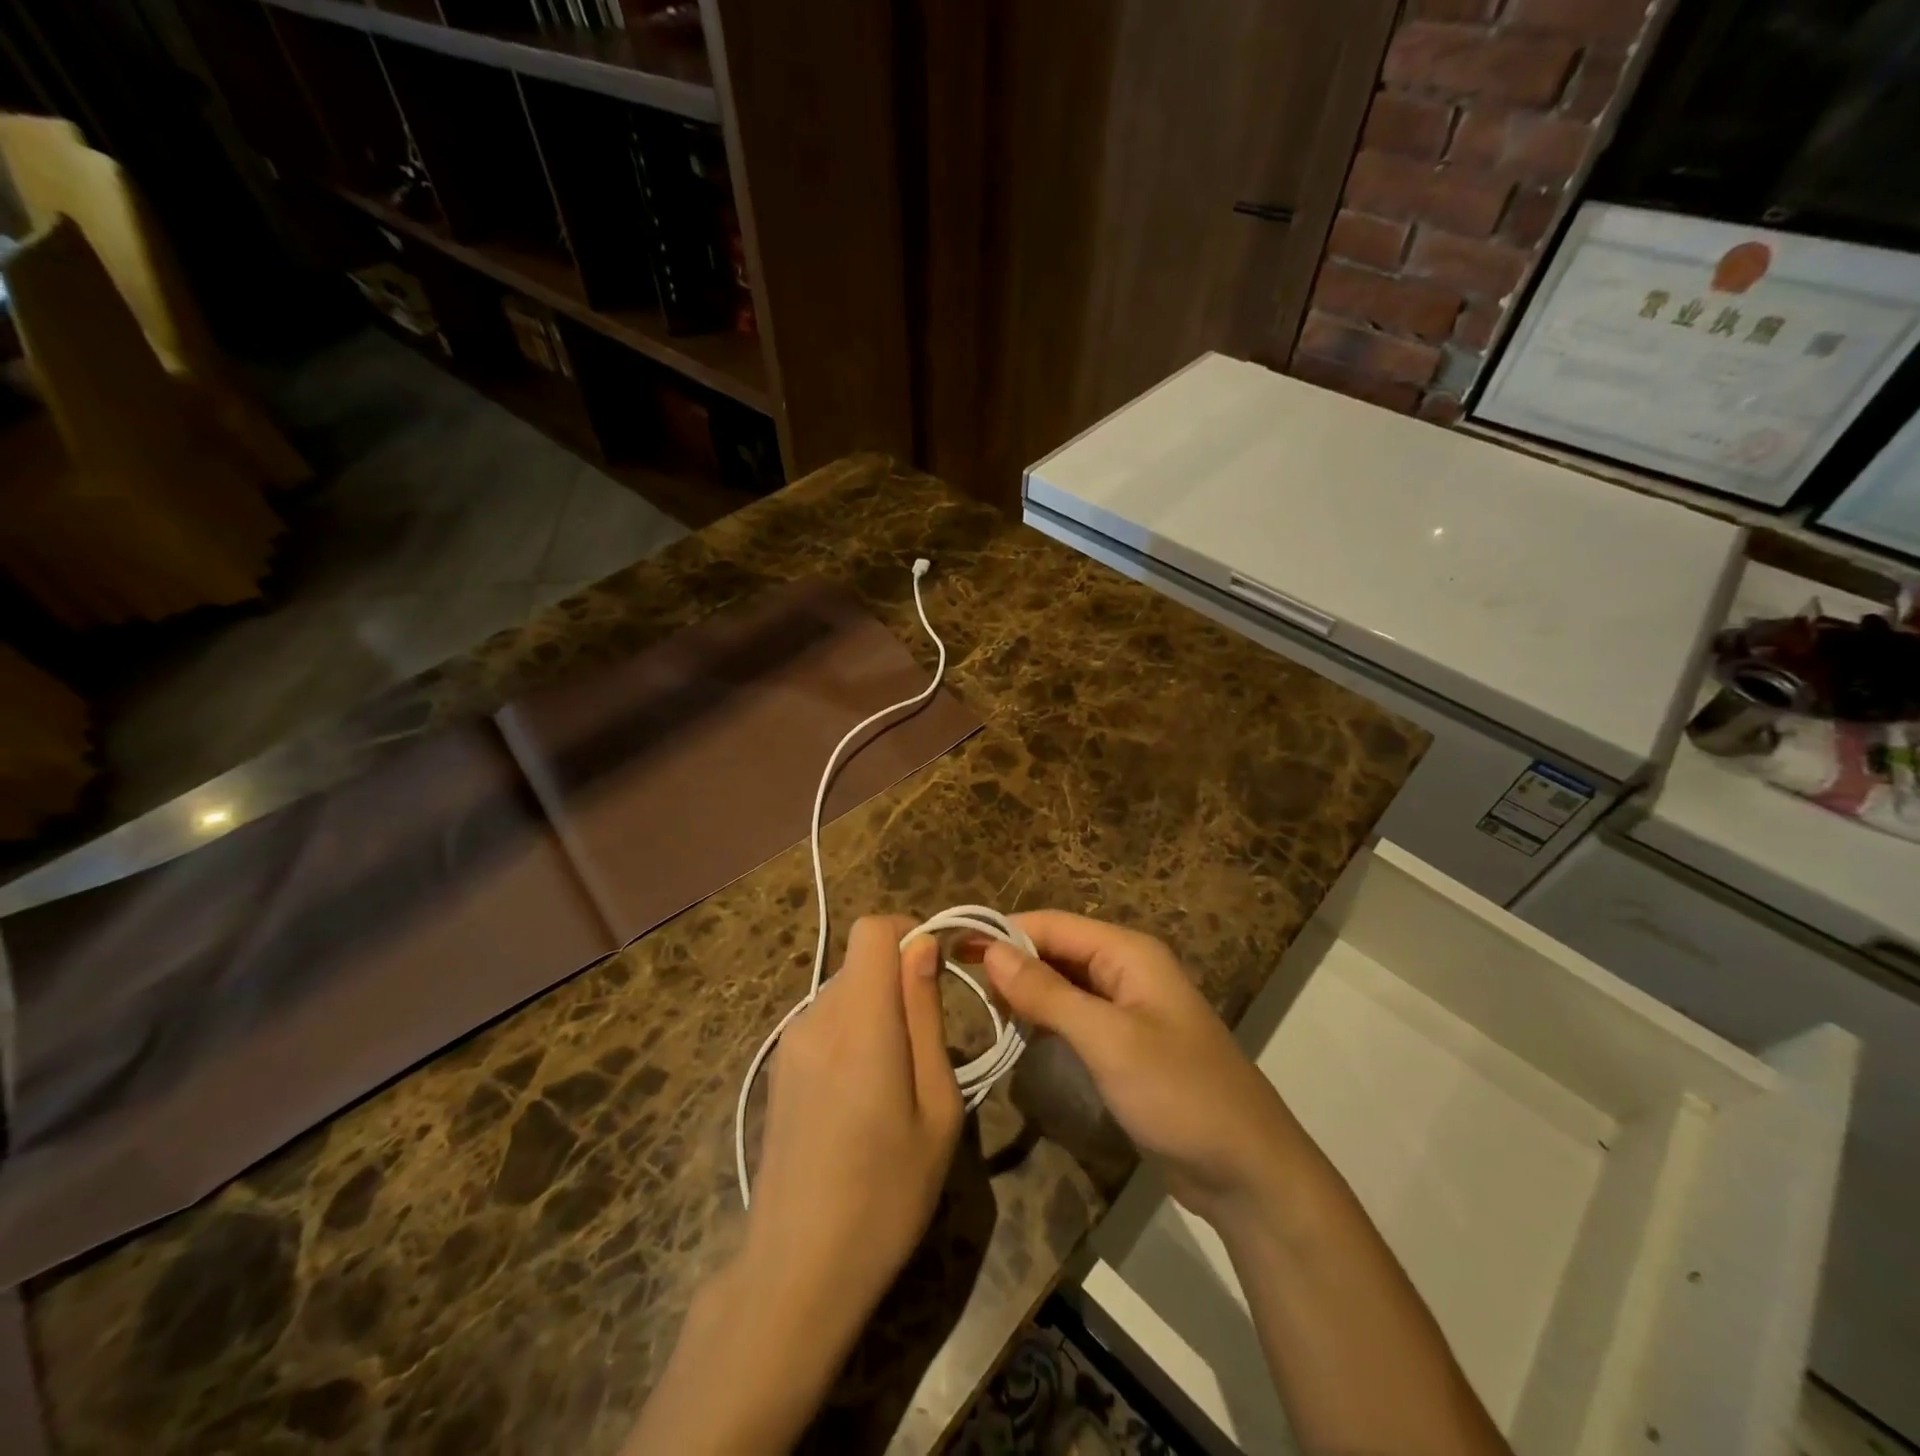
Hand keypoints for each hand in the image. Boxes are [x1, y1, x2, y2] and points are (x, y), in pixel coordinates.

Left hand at [741, 915, 962, 1336]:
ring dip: (876, 1010)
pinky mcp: (778, 1067)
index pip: (872, 931)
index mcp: (858, 1023)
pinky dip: (853, 1032)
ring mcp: (789, 1042)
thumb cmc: (886, 1194)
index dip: (910, 932)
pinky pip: (825, 1021)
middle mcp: (815, 1018)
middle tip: (927, 1044)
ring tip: (895, 1081)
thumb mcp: (935, 1107)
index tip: (939, 967)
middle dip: (899, 980)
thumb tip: (923, 947)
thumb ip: (925, 1015)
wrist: (797, 1270)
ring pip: (844, 991)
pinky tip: (860, 1098)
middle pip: (860, 962)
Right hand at [983, 911, 1295, 1222]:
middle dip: (1010, 960)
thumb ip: (1048, 994)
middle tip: (955, 980)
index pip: (1052, 924)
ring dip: (1025, 989)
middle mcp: (1126, 970)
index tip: (951, 946)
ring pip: (1063, 983)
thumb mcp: (1108, 1040)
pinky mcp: (1125, 1043)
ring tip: (977, 1004)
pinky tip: (1017, 1030)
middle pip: (1056, 949)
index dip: (1002, 931)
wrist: (1247, 1171)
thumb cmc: (1179, 1094)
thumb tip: (990, 952)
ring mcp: (1127, 1008)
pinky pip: (1075, 1015)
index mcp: (1128, 953)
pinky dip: (1044, 1017)